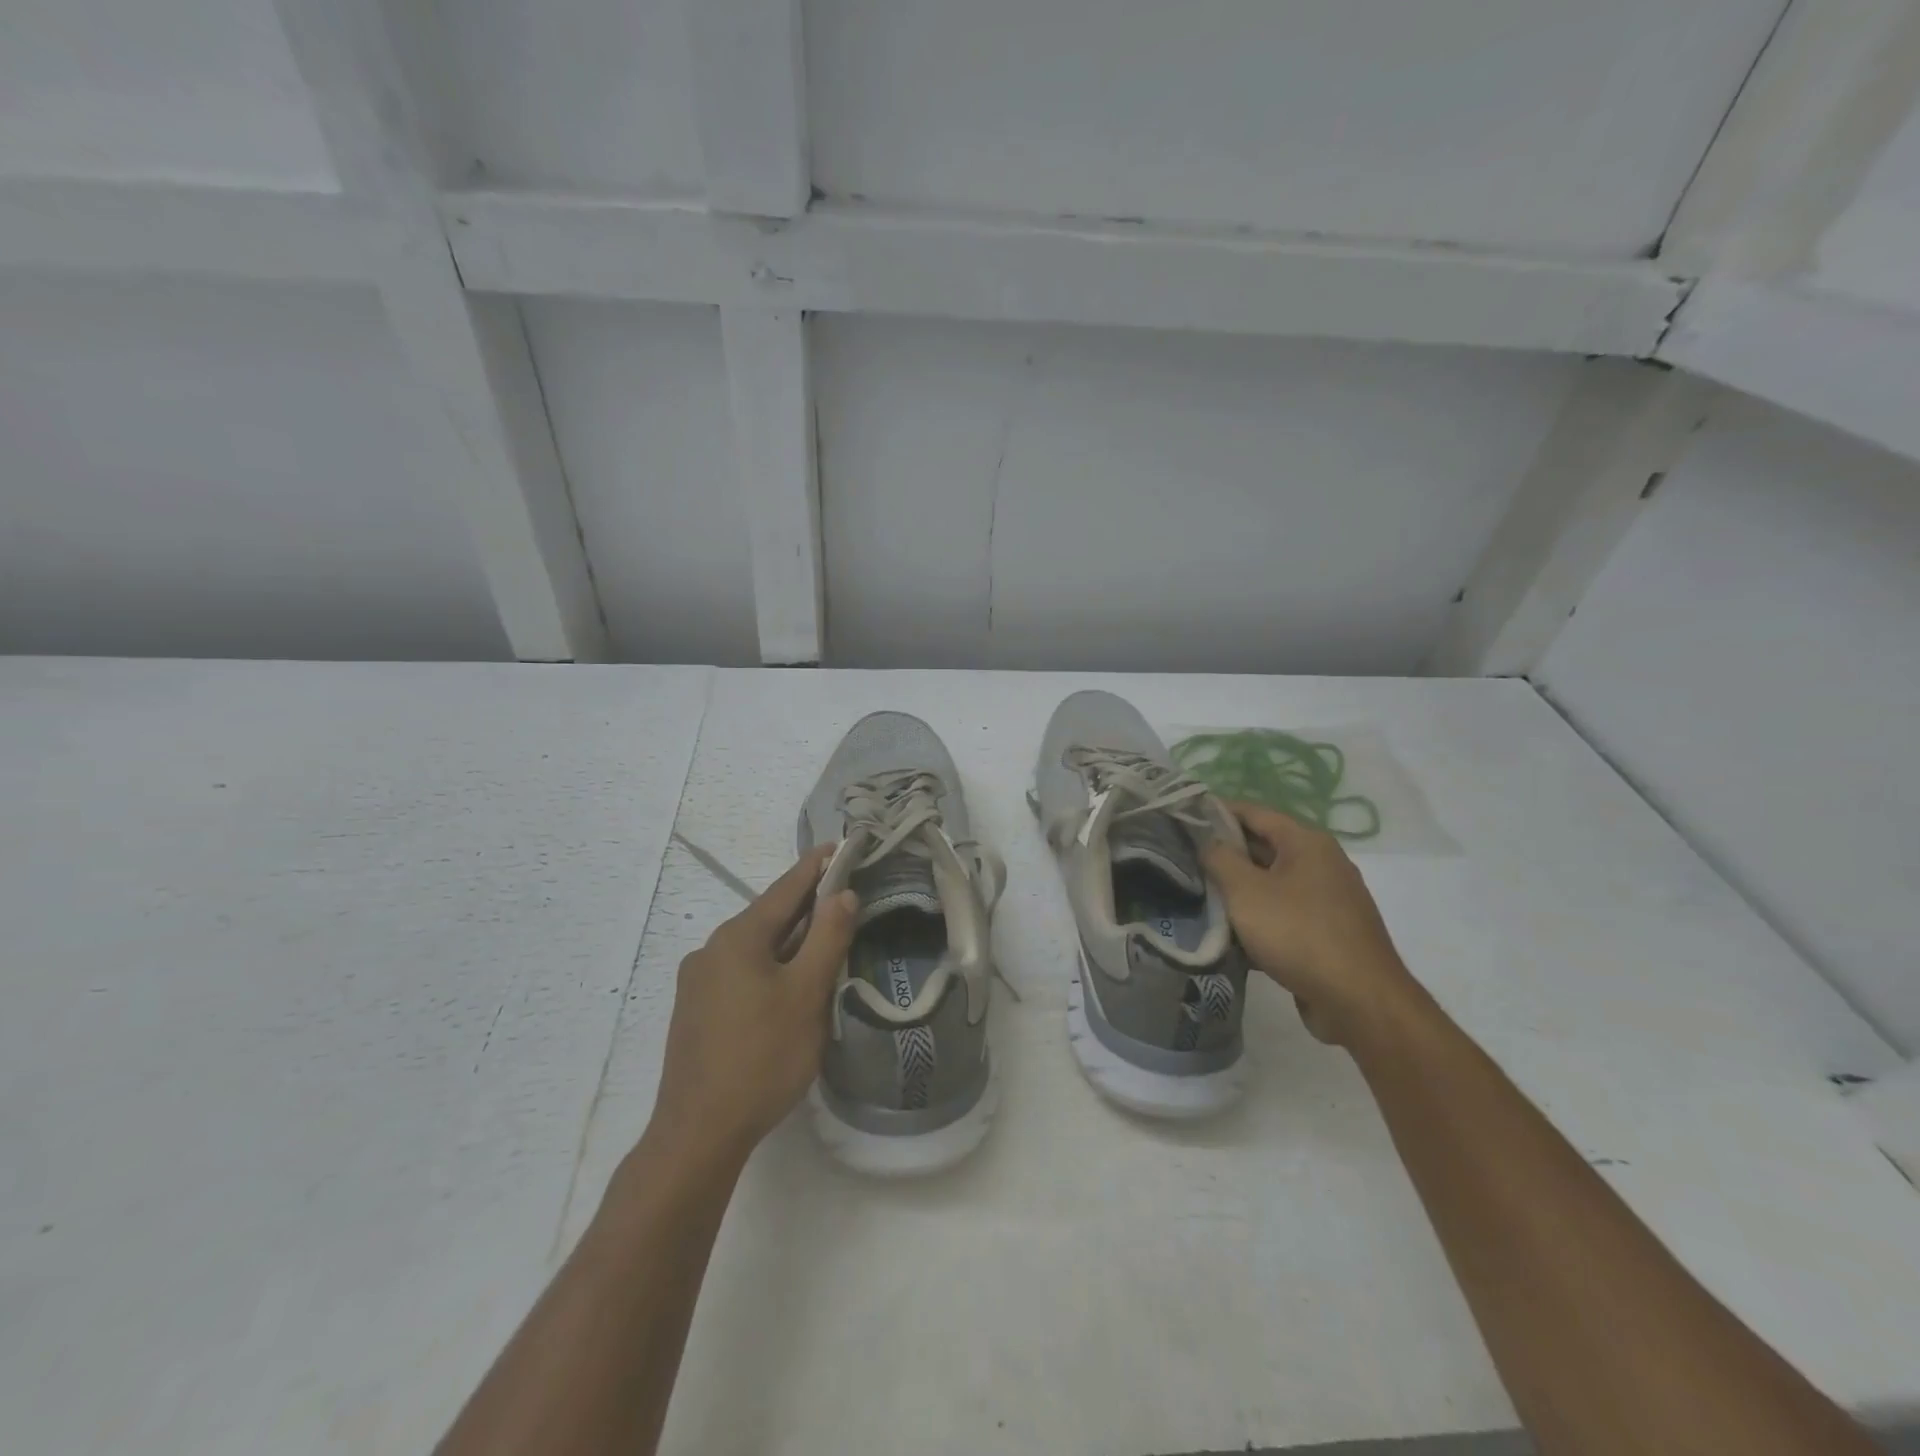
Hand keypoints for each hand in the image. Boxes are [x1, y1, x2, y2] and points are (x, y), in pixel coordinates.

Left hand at [646, 846, 858, 1163]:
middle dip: (806, 907)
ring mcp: (698, 982)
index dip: (815, 867)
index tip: (838, 846)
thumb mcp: (807, 994)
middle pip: (769, 917)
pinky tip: (788, 986)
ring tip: (824, 942)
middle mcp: (712, 949)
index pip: (785, 889)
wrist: (699, 1132)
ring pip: (755, 948)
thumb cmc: (762, 1057)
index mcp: (738, 937)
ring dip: (790, 941)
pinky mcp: (696, 1011)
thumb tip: (841, 893)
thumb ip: (828, 938)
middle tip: (844, 897)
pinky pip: (741, 972)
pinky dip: (770, 966)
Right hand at [1203, 801, 1419, 1047]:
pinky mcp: (1328, 932)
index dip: (1216, 812)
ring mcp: (1328, 899)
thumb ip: (1219, 858)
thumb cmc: (1298, 934)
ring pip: (1271, 883)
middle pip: (1263, 846)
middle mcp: (1322, 862)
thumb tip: (1207, 842)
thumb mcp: (1246, 891)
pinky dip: (1258, 917)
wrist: (1359, 1002)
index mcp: (1306, 842)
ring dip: (1238, 890)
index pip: (1253, 812)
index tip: (1182, 819)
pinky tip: (1230, 934)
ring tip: (1199, 896)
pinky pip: (1284, 913)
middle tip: (1183, 860)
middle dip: (1224, 854)